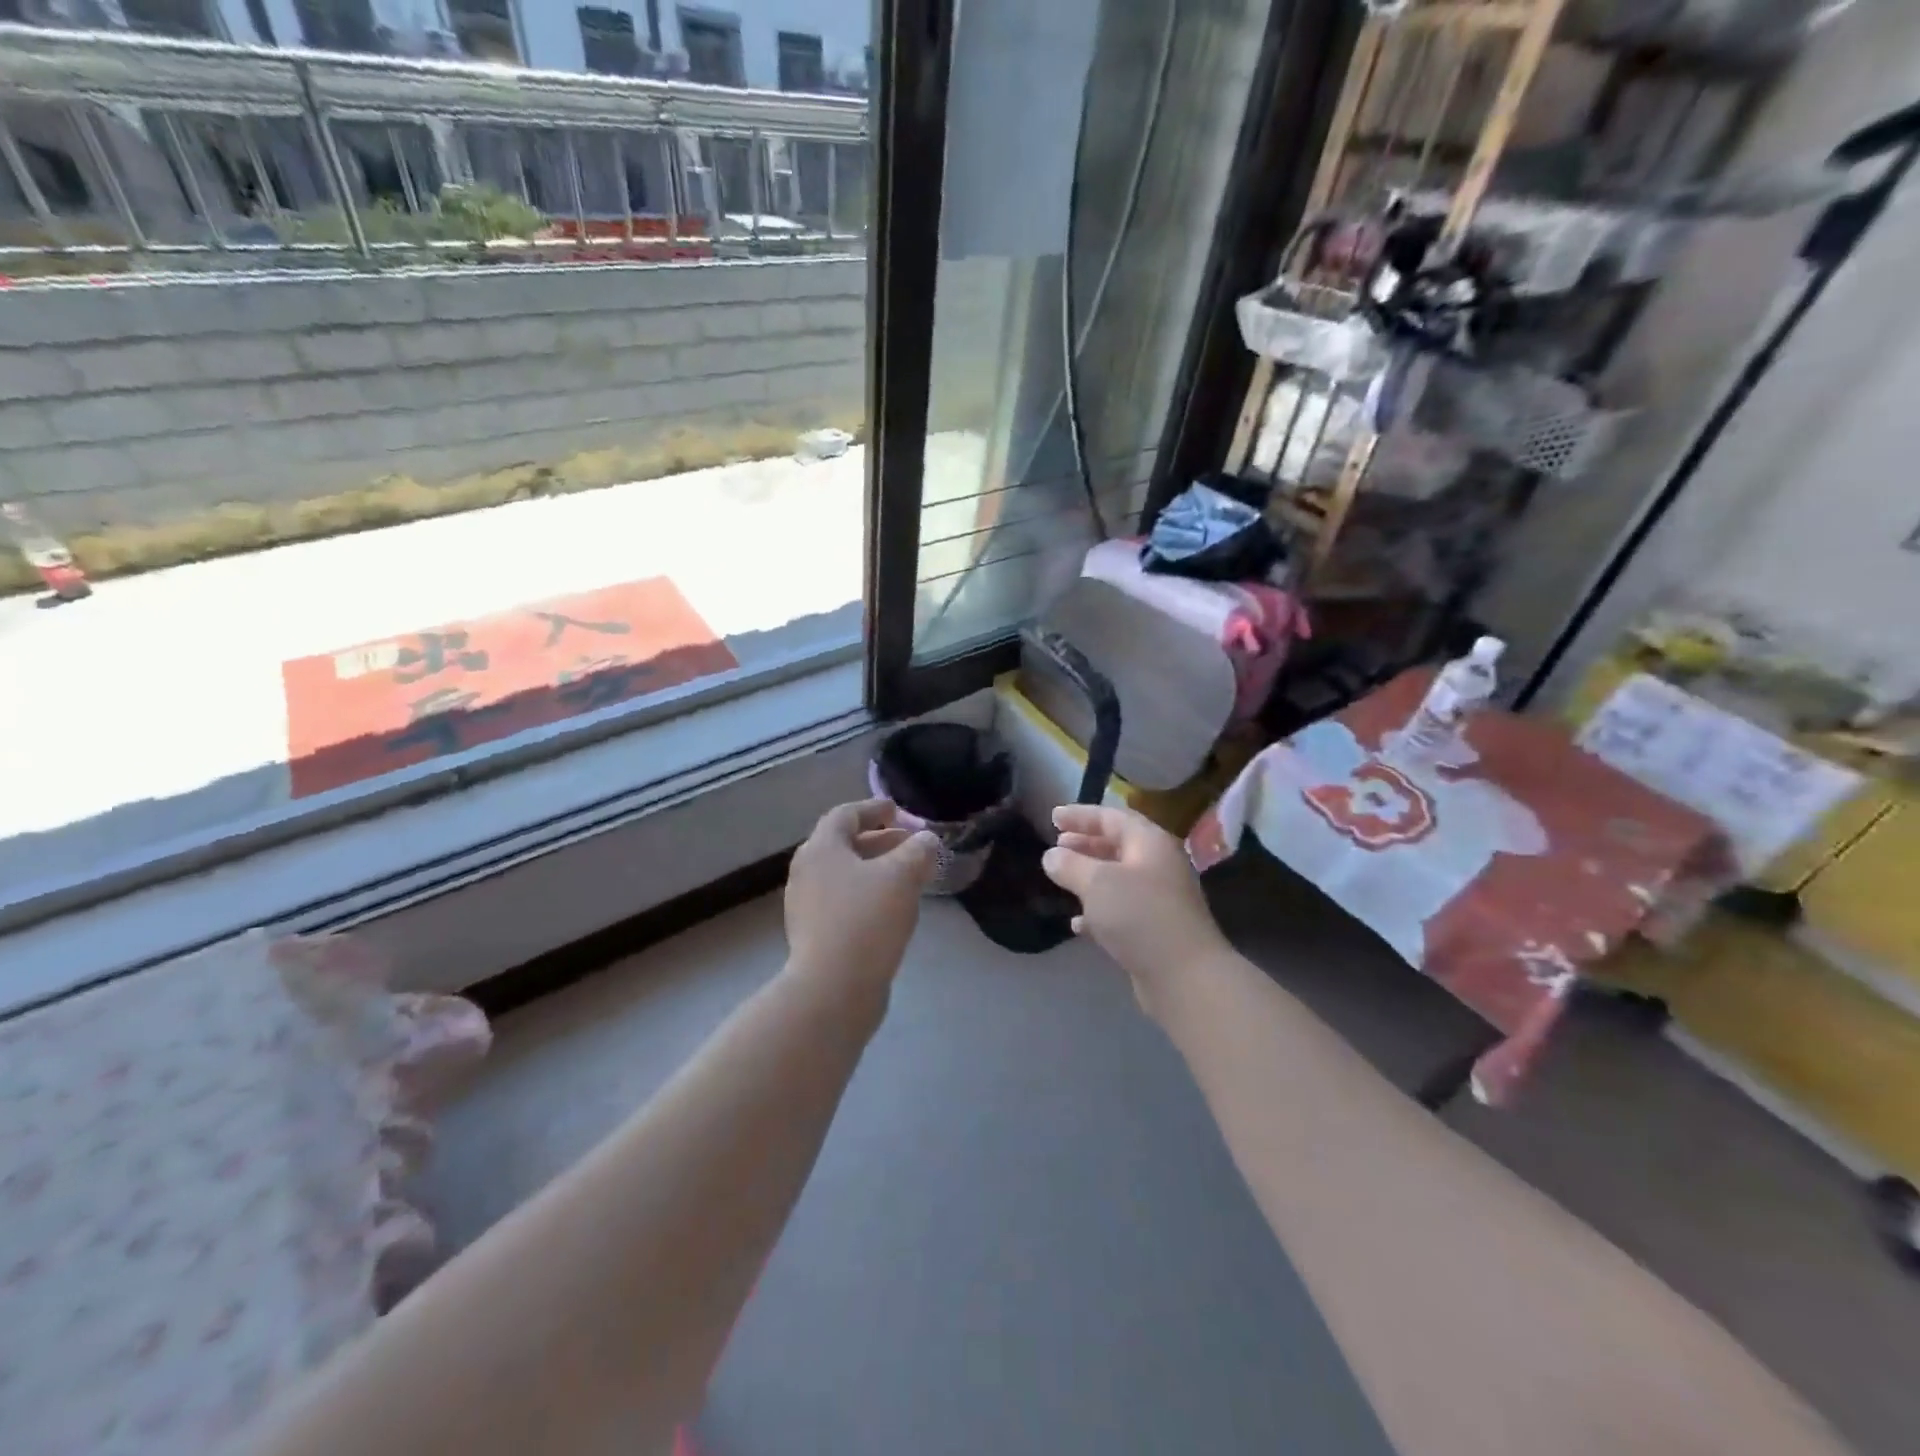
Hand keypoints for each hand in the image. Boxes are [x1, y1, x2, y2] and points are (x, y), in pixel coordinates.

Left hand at [784, 799, 938, 993]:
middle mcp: (806, 872)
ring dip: (875, 869)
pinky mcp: (813, 935)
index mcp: (821, 848)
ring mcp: (806, 906)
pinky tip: (891, 909)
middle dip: (880, 841)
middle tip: (910, 845)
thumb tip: (926, 839)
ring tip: (907, 877)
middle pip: (844, 845)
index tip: (897, 810)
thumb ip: (918, 851)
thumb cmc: (866, 920)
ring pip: (844, 875)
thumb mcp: (902, 877)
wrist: (832, 989)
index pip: (845, 815)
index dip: (873, 808)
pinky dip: (867, 894)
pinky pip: (843, 901)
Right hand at [1041, 805, 1231, 1017]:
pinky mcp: (1154, 928)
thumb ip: (1070, 865)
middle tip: (1057, 844)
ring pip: (1118, 877)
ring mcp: (1159, 898)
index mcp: (1149, 843)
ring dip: (1089, 876)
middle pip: (1117, 845)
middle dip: (1085, 843)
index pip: (1112, 817)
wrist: (1185, 976)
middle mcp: (1158, 864)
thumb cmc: (1140, 916)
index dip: (1081, 815)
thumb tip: (1052, 856)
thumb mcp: (1097, 883)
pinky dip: (1098, 910)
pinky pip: (1121, 909)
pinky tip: (1077, 923)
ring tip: (1061, 877)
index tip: (1053, 817)